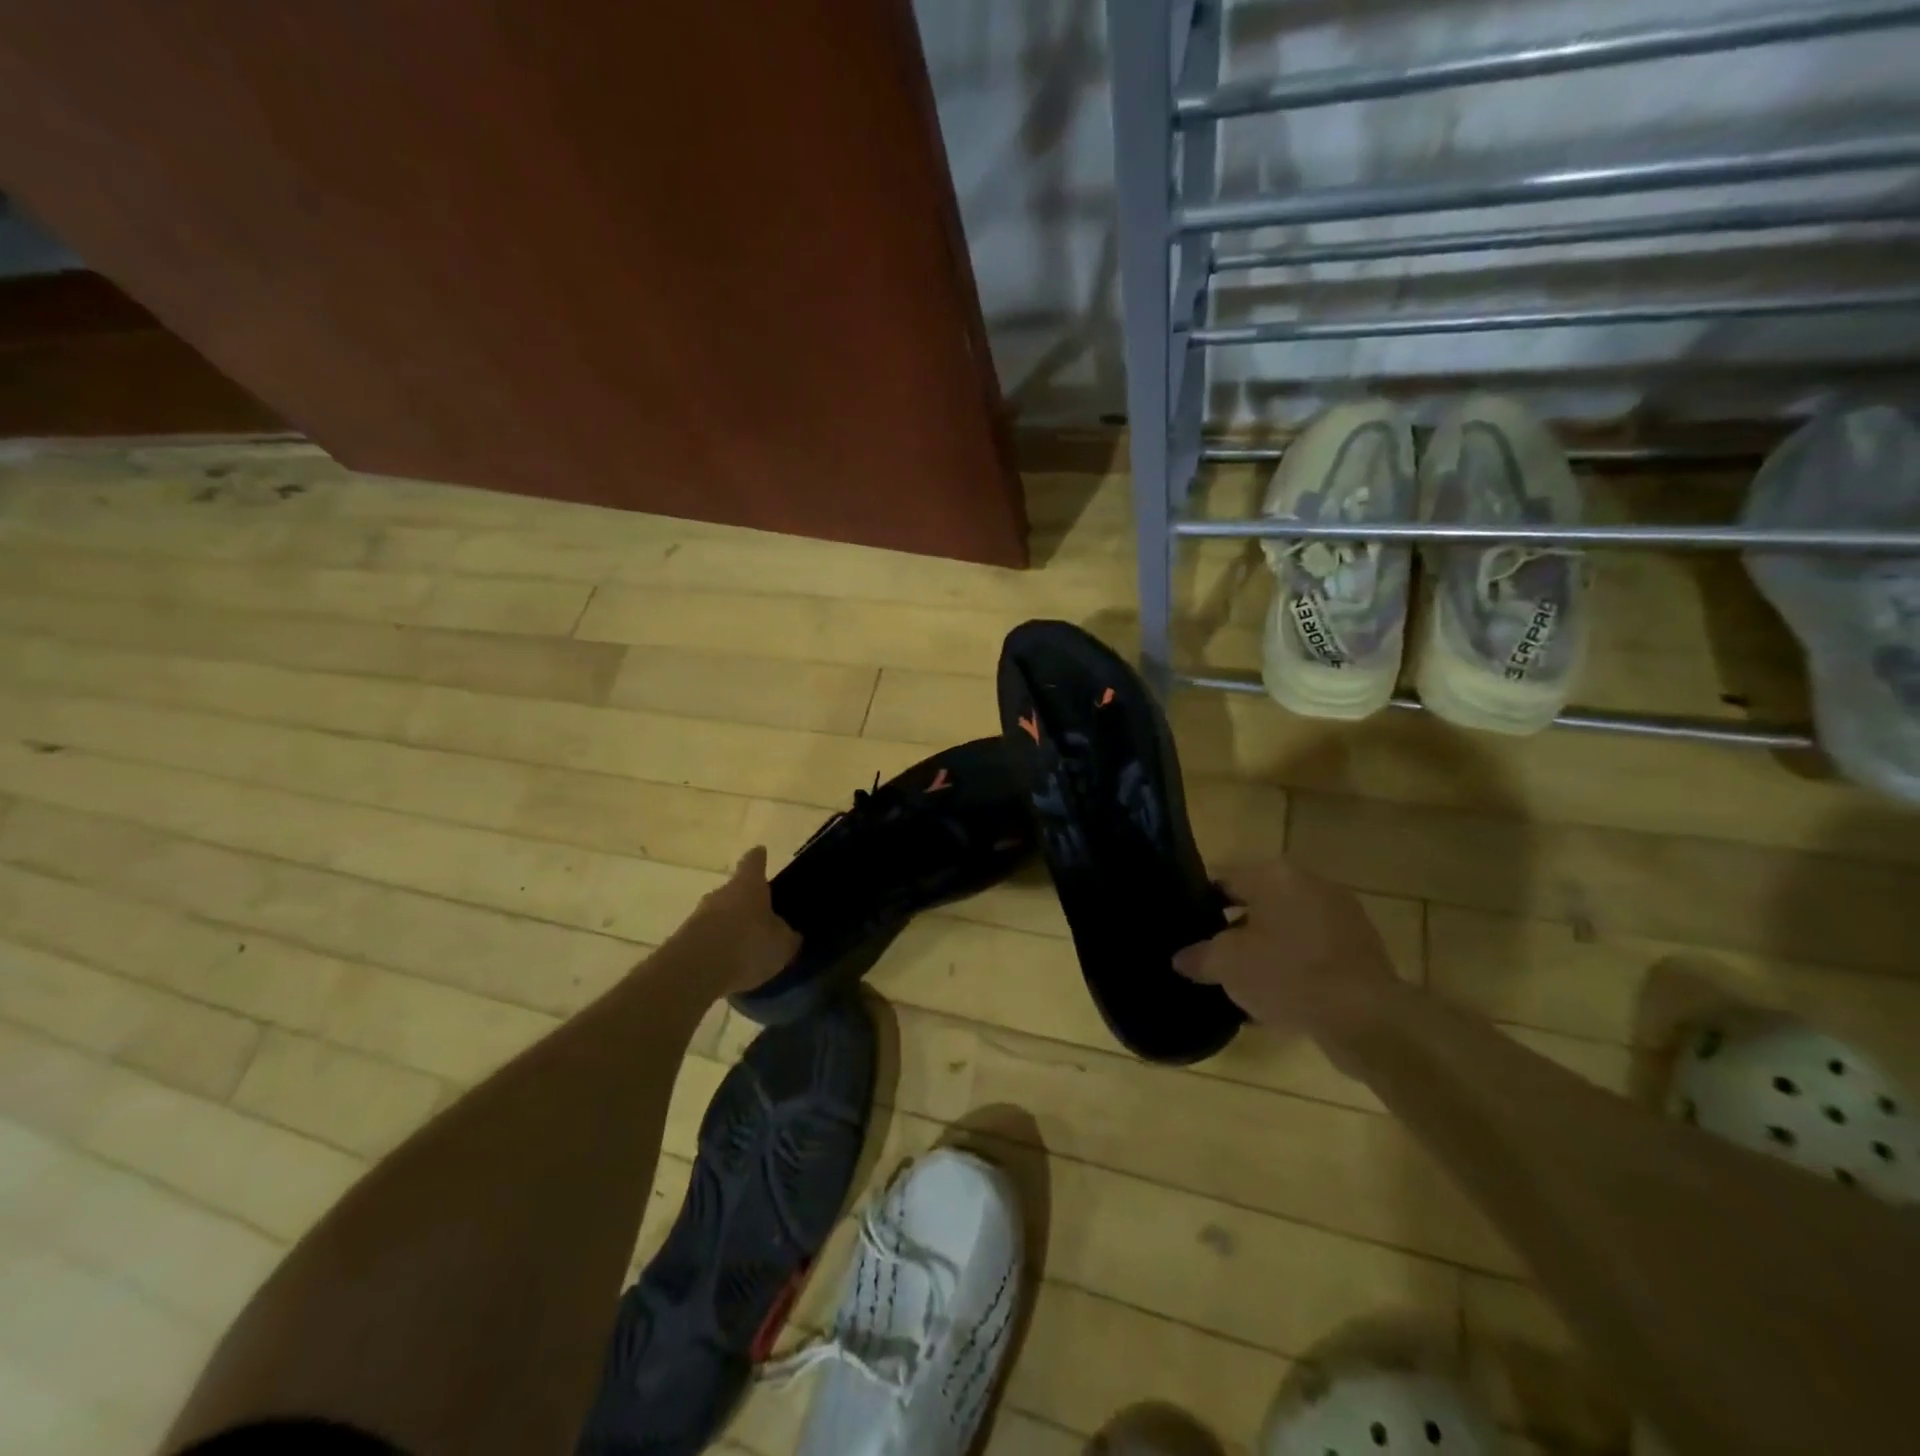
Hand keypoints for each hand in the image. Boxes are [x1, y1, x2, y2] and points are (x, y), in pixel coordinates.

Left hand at [684, 847, 801, 996]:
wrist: (695, 972)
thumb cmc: (748, 945)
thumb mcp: (782, 944)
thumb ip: (787, 936)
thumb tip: (789, 933)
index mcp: (748, 885)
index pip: (753, 862)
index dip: (758, 858)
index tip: (761, 852)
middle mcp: (721, 893)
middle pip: (734, 891)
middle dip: (746, 902)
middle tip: (761, 917)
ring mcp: (698, 916)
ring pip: (719, 915)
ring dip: (730, 927)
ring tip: (745, 947)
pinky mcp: (683, 940)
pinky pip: (707, 939)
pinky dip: (717, 948)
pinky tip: (728, 966)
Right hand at [1174, 859, 1398, 1035]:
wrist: (1365, 1016)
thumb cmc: (1286, 974)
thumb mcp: (1227, 965)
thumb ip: (1199, 957)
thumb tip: (1181, 959)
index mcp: (1273, 875)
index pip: (1224, 880)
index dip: (1201, 903)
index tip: (1188, 928)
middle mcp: (1309, 883)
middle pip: (1258, 903)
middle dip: (1235, 929)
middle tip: (1212, 955)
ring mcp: (1341, 914)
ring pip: (1288, 928)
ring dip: (1267, 949)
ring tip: (1244, 981)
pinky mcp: (1362, 948)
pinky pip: (1314, 951)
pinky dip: (1295, 966)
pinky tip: (1279, 997)